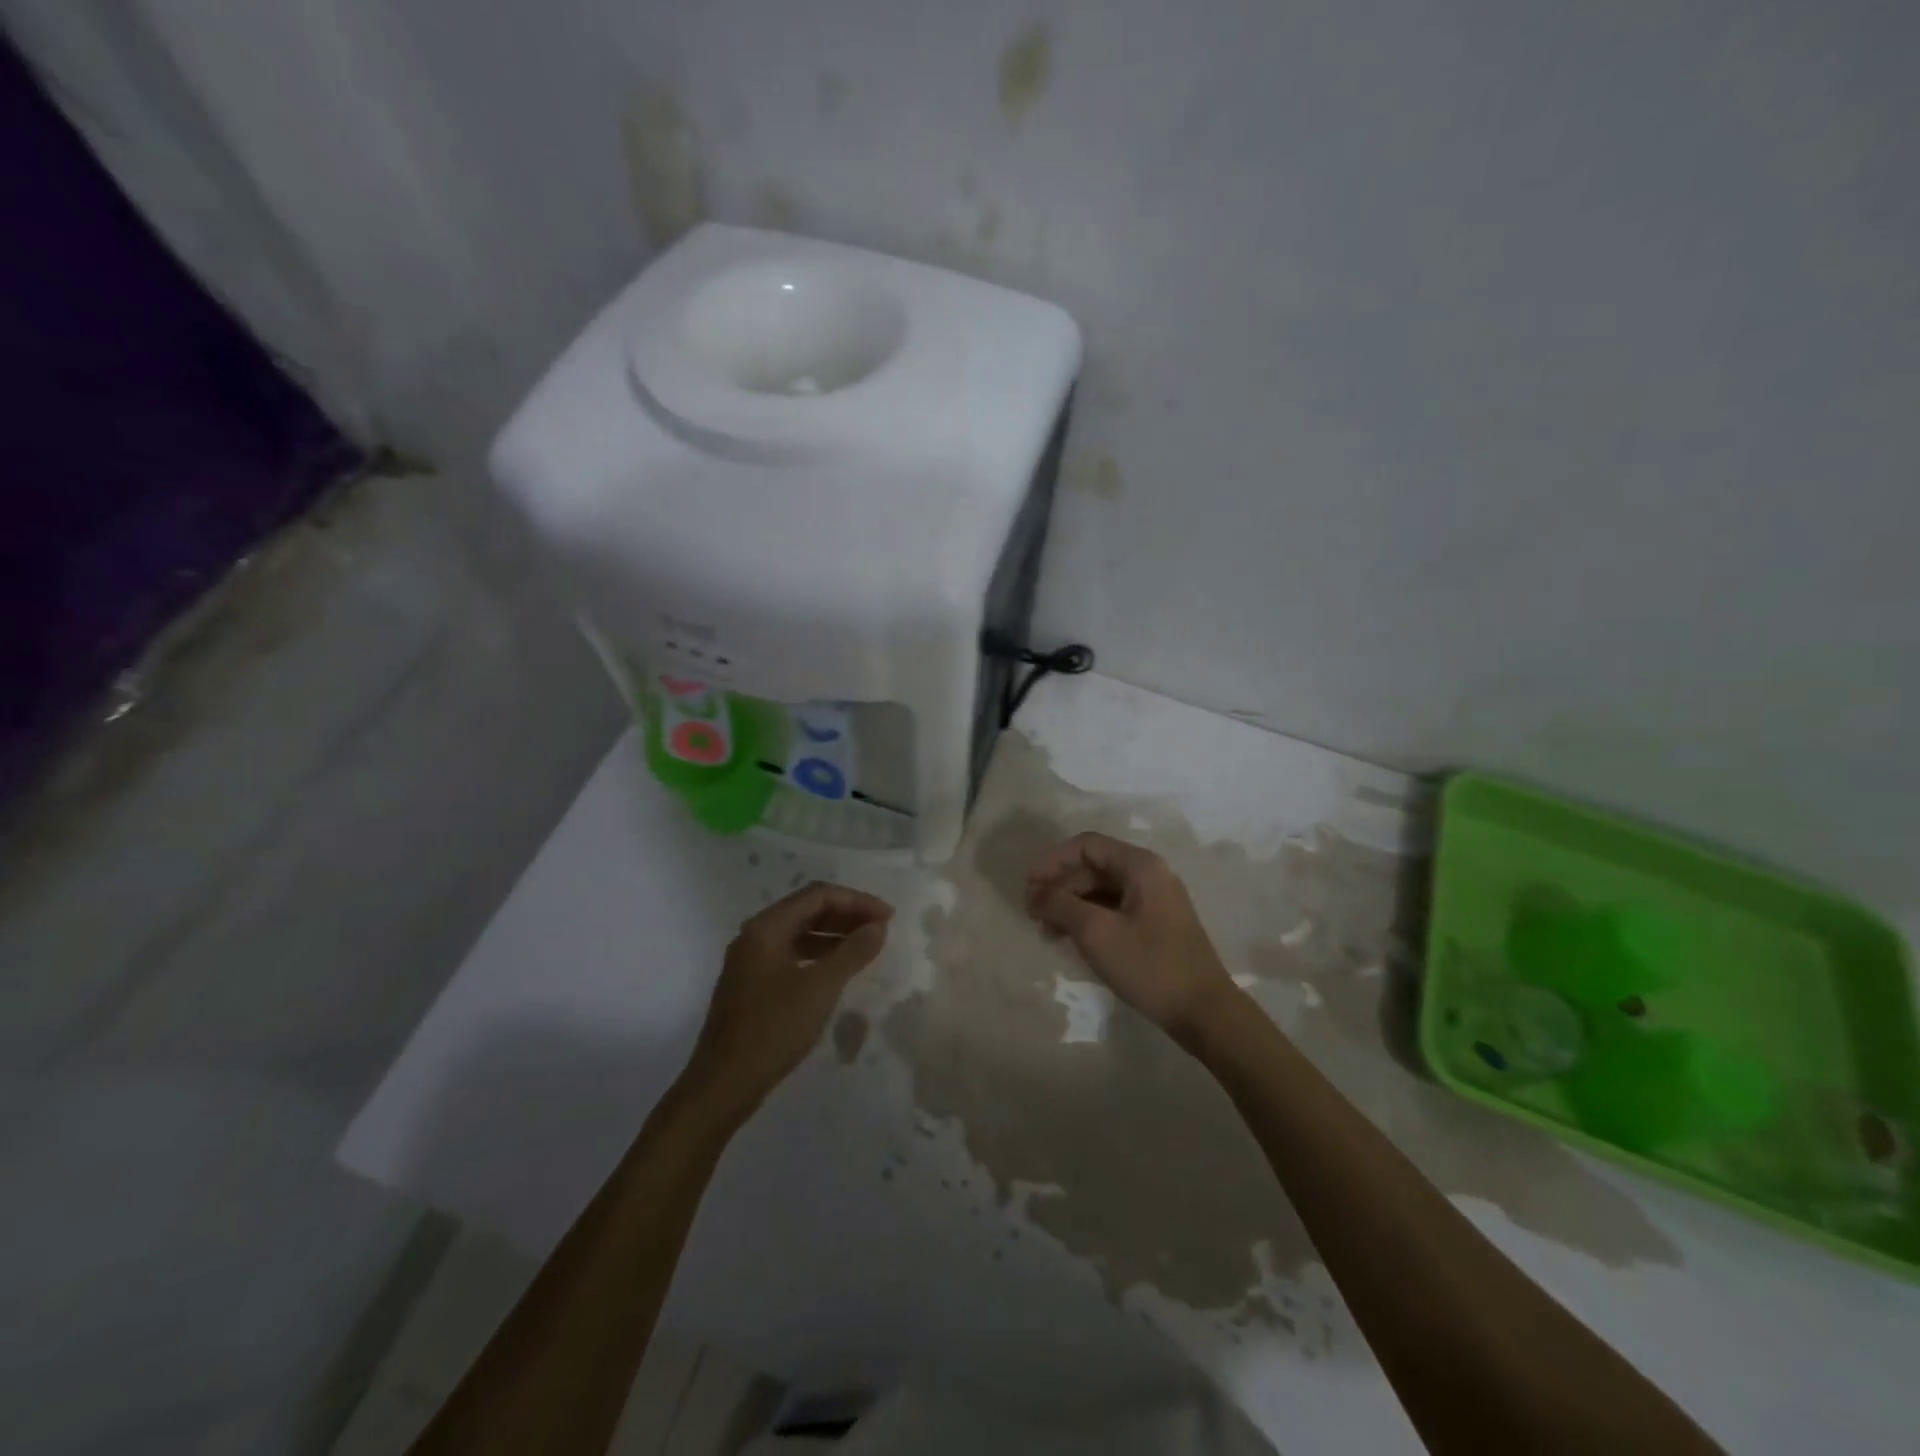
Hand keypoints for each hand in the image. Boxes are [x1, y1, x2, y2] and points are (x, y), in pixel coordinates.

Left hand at [684, 882, 893, 1116]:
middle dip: (847, 914)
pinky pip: (793, 954)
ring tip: (867, 947)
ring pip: (800, 933)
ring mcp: (752, 961)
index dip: (857, 901)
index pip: (818, 895)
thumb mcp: (820, 988)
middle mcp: (756, 935)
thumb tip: (878, 927)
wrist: (723, 1085)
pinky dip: (820, 955)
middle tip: (881, 929)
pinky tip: (839, 970)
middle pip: (808, 909)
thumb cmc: (773, 1029)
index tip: (888, 917)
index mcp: (766, 927)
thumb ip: (852, 952)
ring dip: (835, 935)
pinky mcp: (753, 984)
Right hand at [1026, 832, 1238, 1043]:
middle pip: (1093, 866)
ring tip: (1046, 930)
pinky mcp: (1155, 924)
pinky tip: (1070, 938)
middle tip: (1032, 913)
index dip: (1052, 861)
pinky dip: (1088, 918)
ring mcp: (1154, 900)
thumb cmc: (1150, 965)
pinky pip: (1113, 908)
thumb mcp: (1097, 933)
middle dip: (1060, 885)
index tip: (1028, 887)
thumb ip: (1061, 905)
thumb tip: (1035, 893)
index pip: (1086, 845)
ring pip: (1101, 889)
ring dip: (1071, 904)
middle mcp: (1149, 874)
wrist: (1203, 1012)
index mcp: (1140, 866)